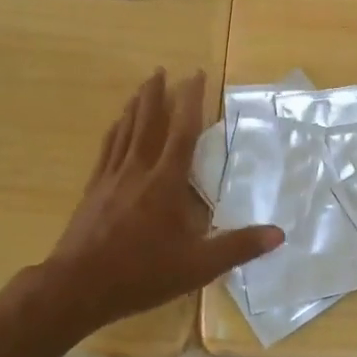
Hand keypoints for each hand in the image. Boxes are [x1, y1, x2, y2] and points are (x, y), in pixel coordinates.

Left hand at [39, 70, 281, 334]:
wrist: (78, 286)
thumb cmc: (141, 274)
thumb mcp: (197, 266)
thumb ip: (238, 247)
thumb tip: (279, 234)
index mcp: (166, 182)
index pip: (182, 131)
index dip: (191, 101)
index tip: (196, 75)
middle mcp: (138, 171)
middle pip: (148, 122)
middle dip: (156, 94)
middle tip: (161, 70)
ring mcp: (111, 178)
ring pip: (124, 131)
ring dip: (134, 107)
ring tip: (140, 89)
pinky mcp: (92, 190)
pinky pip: (106, 150)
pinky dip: (114, 132)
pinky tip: (114, 127)